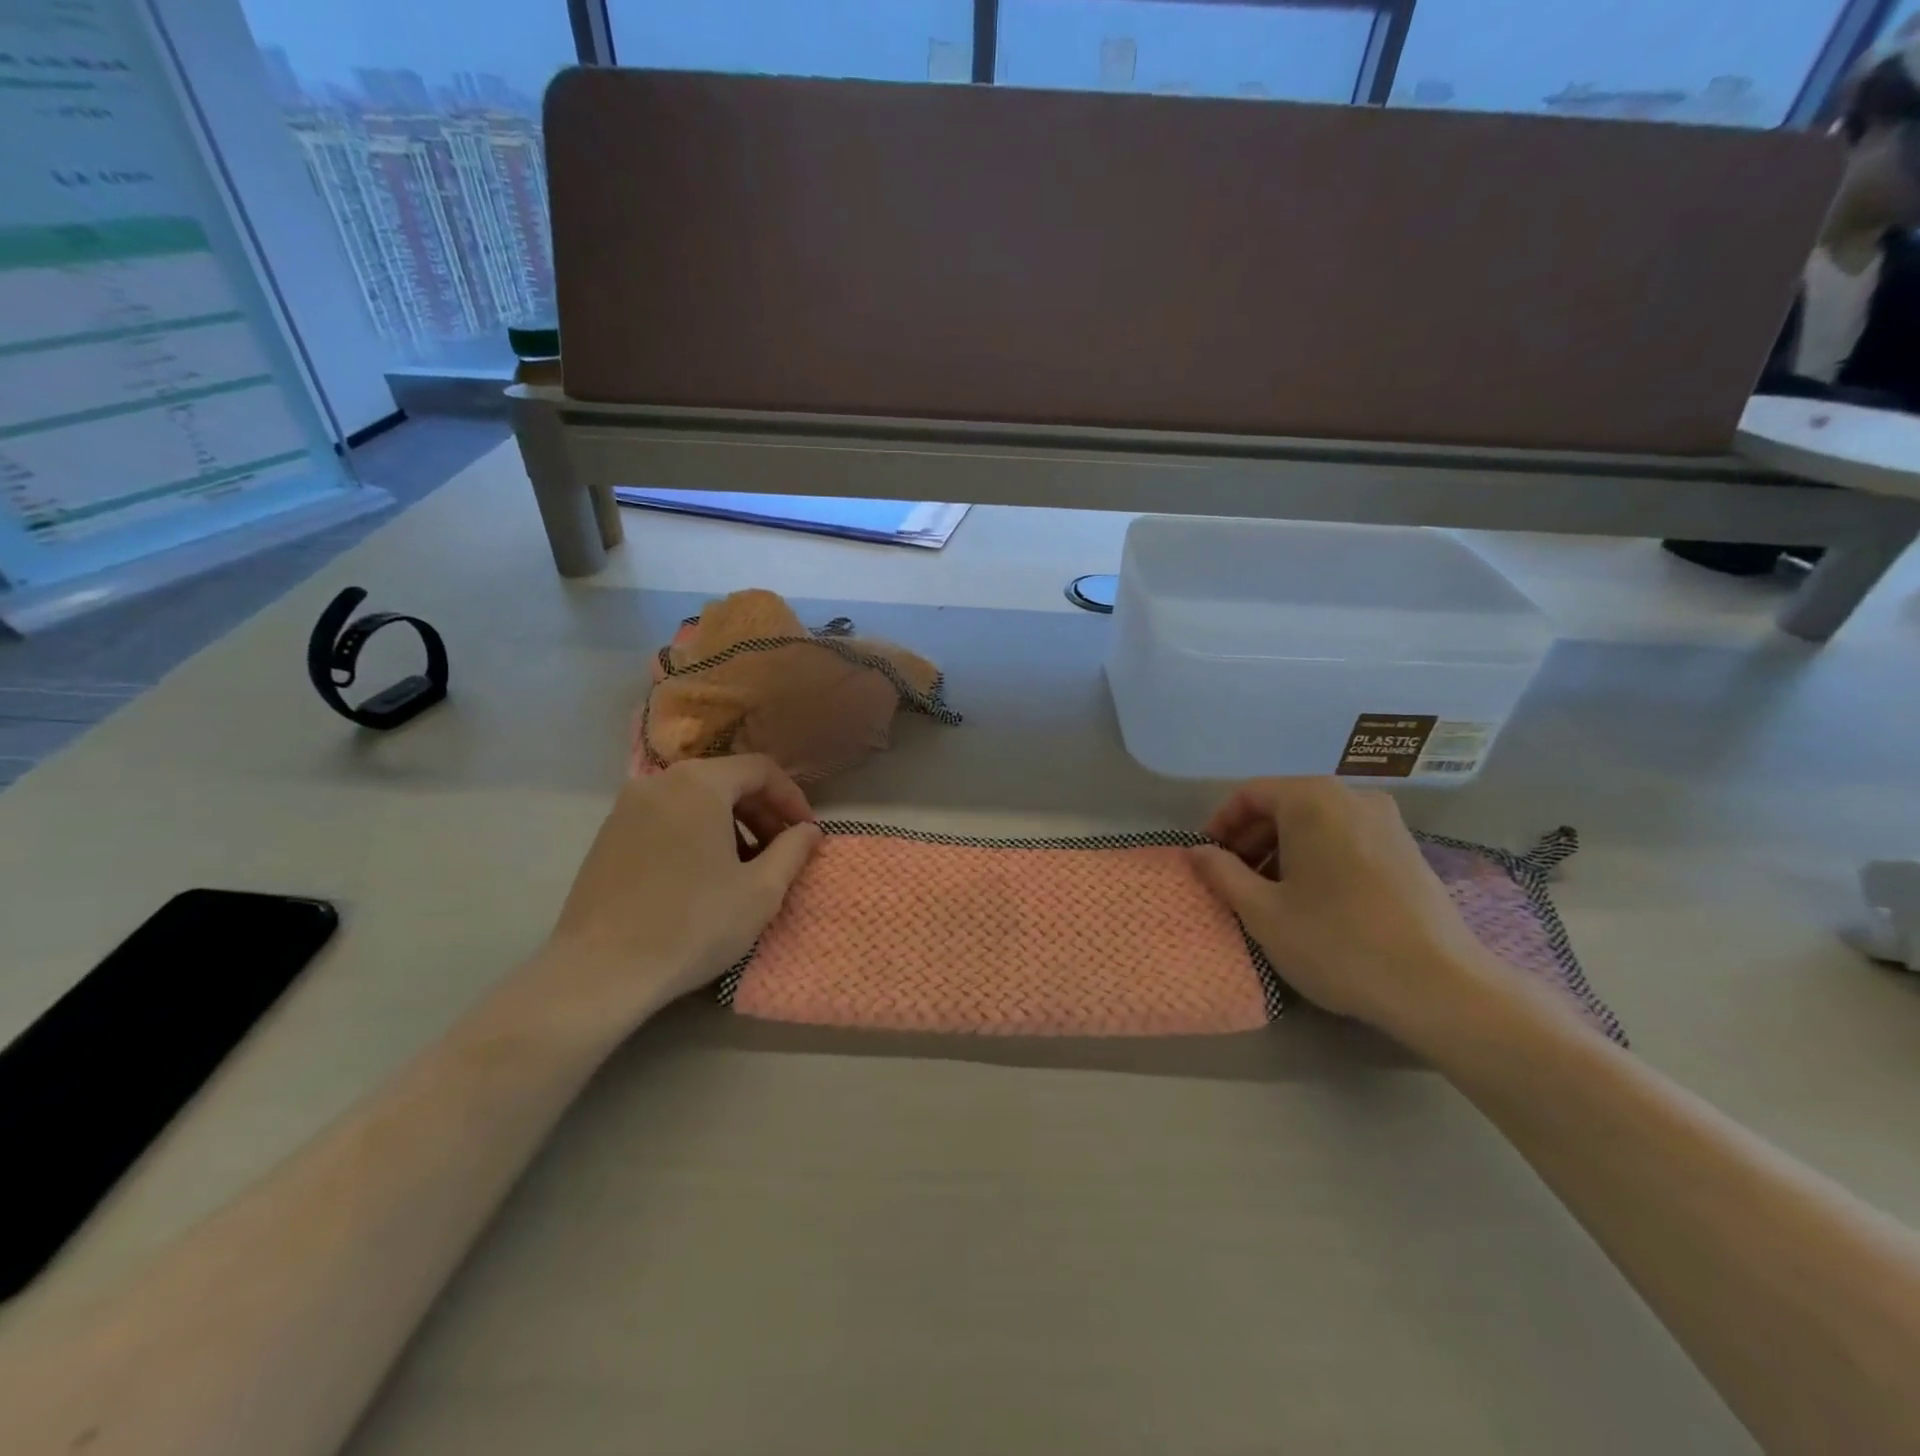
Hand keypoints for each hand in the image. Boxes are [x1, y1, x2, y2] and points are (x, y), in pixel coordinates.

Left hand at [541, 757, 822, 1023]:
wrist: (600, 971)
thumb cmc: (693, 924)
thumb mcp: (762, 891)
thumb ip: (793, 850)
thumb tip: (808, 831)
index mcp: (700, 784)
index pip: (761, 770)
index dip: (792, 799)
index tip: (807, 834)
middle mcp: (660, 782)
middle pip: (726, 780)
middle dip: (762, 812)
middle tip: (781, 851)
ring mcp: (627, 807)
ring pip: (695, 800)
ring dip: (730, 824)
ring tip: (745, 867)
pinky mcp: (607, 836)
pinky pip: (666, 819)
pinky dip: (695, 834)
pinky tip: (703, 876)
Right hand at [1190, 778, 1511, 1045]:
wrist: (1441, 986)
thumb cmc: (1337, 942)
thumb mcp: (1263, 912)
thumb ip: (1222, 874)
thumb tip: (1197, 852)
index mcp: (1312, 800)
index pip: (1249, 794)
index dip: (1220, 824)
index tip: (1207, 859)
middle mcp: (1351, 796)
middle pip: (1285, 804)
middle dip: (1251, 839)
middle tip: (1233, 880)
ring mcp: (1387, 821)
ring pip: (1316, 822)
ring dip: (1283, 850)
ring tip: (1270, 894)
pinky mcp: (1407, 848)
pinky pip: (1346, 837)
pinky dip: (1317, 856)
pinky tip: (1314, 899)